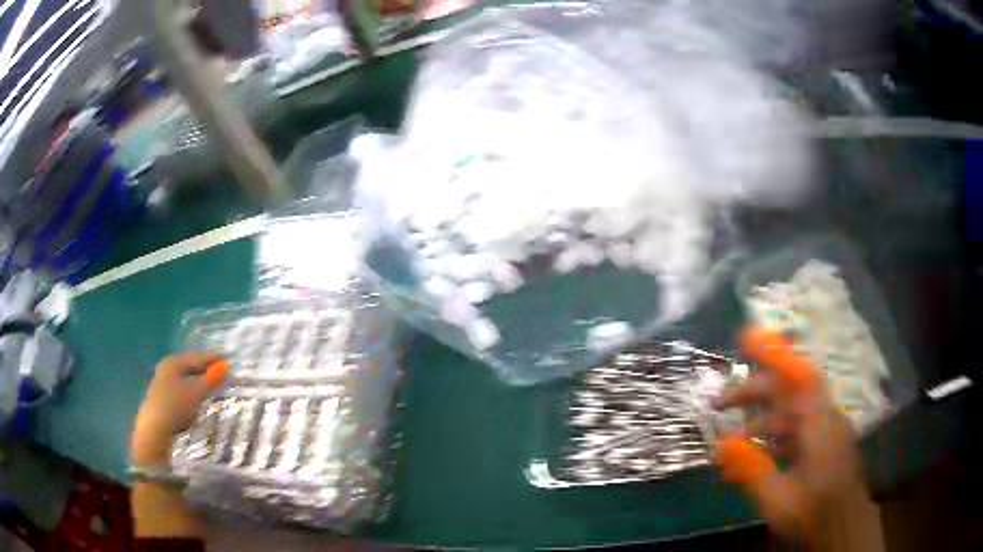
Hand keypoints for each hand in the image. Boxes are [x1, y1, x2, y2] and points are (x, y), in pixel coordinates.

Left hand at [132, 353, 227, 466]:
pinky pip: (181, 391)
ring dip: (198, 383)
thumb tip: (226, 365)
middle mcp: (166, 369)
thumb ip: (211, 379)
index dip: (212, 359)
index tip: (227, 359)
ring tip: (211, 387)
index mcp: (174, 362)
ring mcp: (162, 384)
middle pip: (189, 368)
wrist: (155, 428)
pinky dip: (191, 393)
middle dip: (204, 370)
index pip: (197, 358)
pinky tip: (196, 400)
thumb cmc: (176, 405)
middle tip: (220, 372)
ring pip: (184, 380)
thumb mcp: (197, 392)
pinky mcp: (162, 400)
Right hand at [713, 327, 867, 539]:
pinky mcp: (823, 445)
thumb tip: (720, 445)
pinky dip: (773, 439)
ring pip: (790, 413)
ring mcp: (825, 431)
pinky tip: (753, 458)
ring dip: (759, 421)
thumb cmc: (813, 512)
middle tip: (720, 403)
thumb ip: (751, 469)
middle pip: (789, 392)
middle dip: (754, 392)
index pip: (800, 375)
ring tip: (729, 443)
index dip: (776, 353)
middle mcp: (824, 418)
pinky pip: (795, 431)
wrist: (842, 527)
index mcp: (819, 423)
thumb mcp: (777, 498)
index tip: (748, 338)